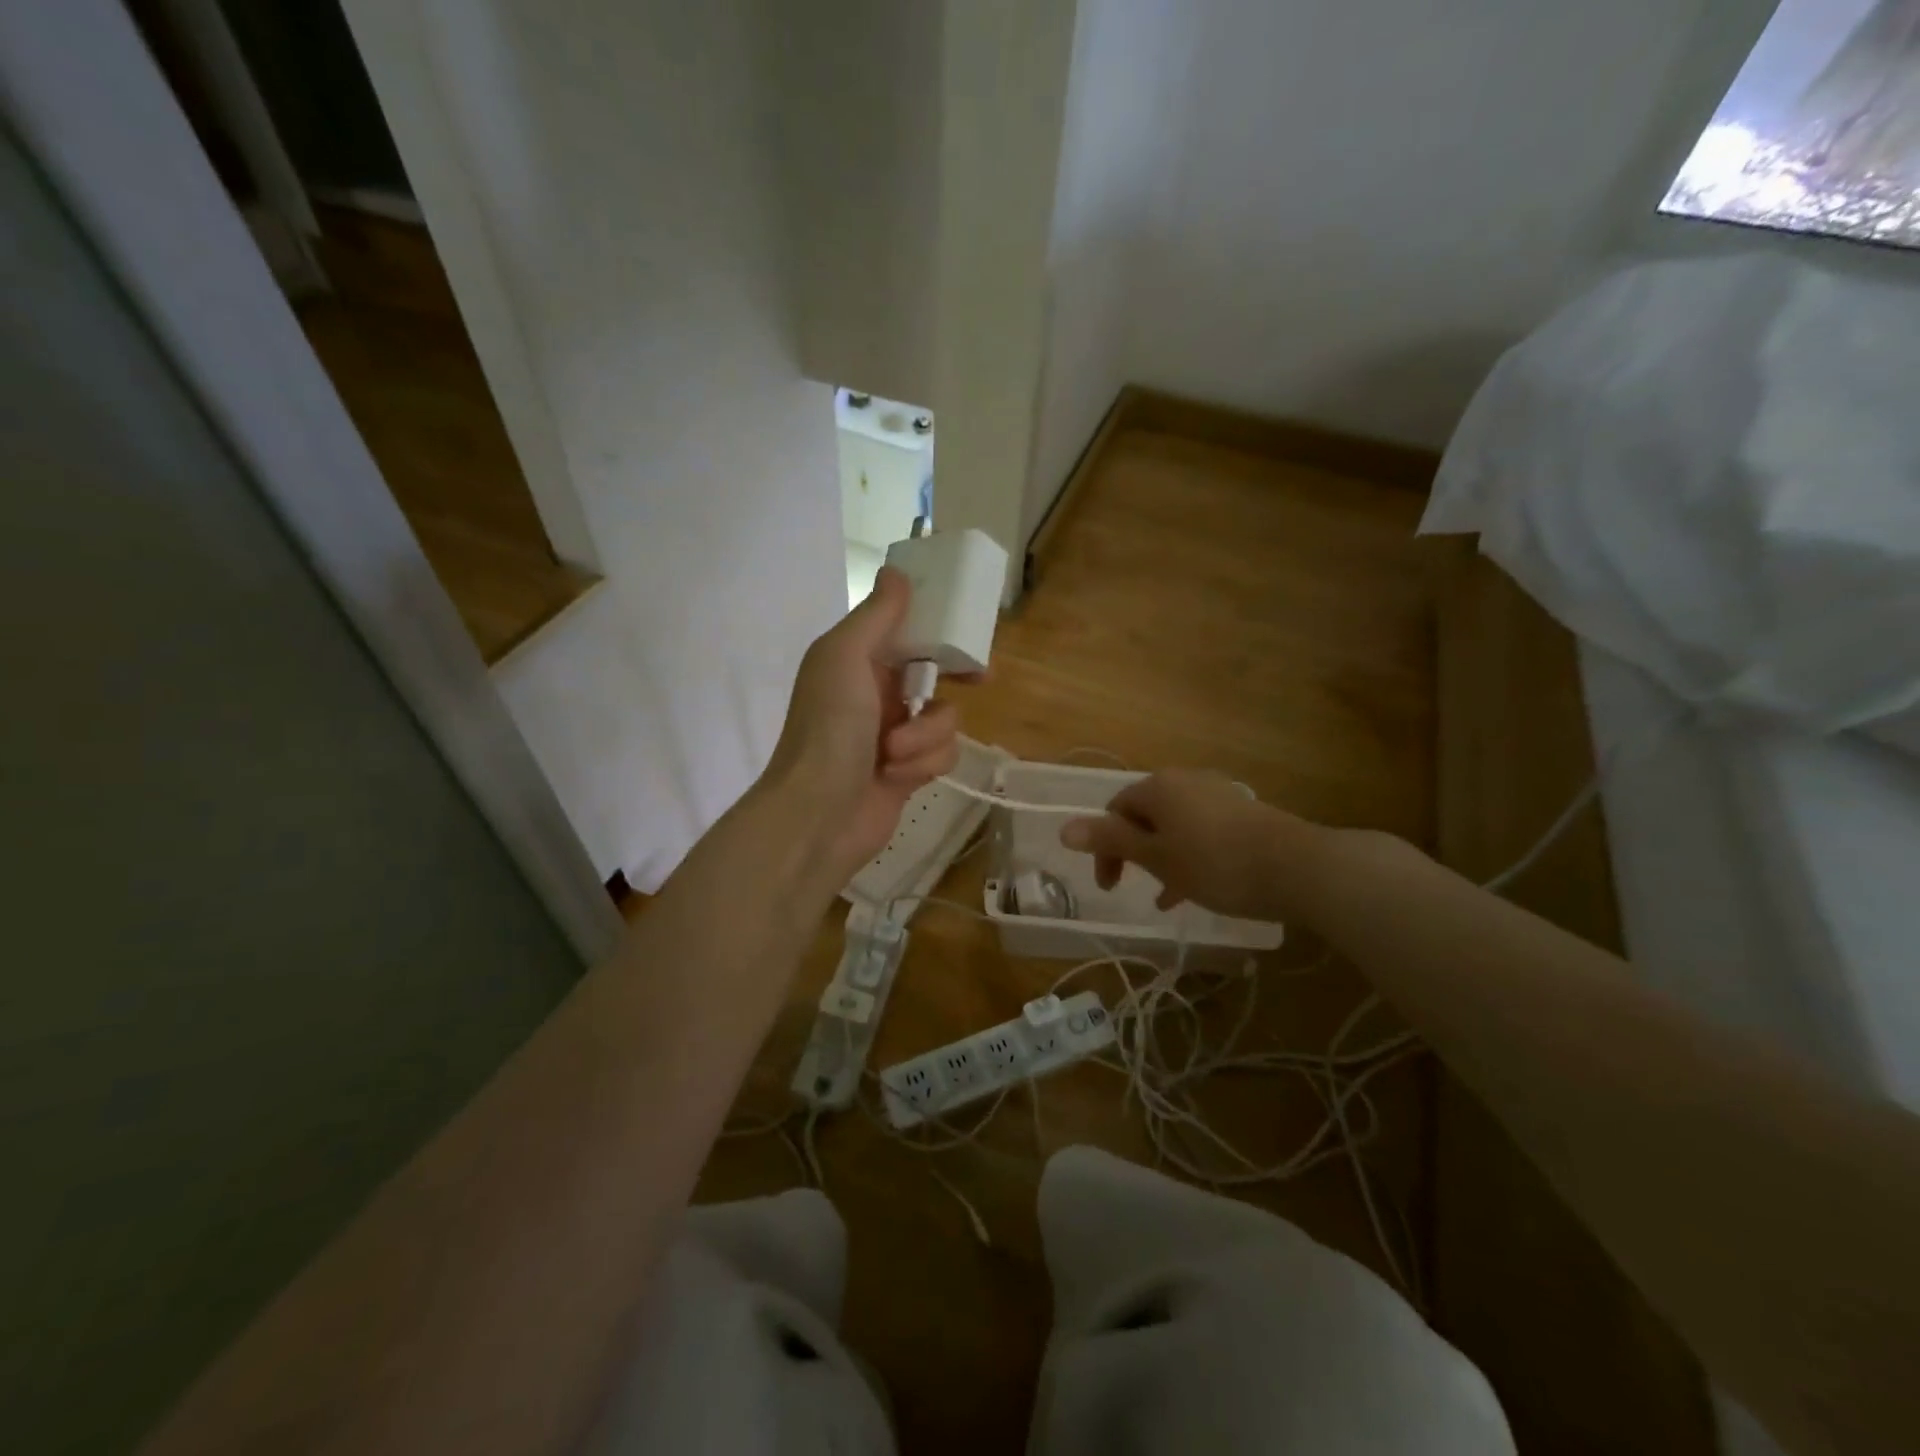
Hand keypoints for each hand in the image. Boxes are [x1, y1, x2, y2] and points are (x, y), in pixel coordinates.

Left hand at [764, 567, 961, 880]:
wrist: (816, 816)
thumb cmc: (828, 729)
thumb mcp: (845, 657)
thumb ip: (876, 615)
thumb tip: (896, 570)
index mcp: (858, 661)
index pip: (908, 632)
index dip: (940, 628)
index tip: (968, 627)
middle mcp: (877, 694)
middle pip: (934, 674)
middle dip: (955, 679)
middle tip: (980, 680)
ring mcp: (894, 735)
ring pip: (944, 718)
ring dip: (925, 736)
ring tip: (893, 753)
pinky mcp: (909, 772)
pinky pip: (942, 755)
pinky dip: (924, 764)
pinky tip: (897, 777)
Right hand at [1059, 768, 1309, 921]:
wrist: (1298, 868)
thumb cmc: (1215, 863)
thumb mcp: (1156, 857)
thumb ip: (1110, 841)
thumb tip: (1063, 828)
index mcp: (1158, 787)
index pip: (1115, 811)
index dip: (1104, 848)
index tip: (1109, 887)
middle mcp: (1186, 782)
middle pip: (1145, 816)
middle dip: (1134, 853)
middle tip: (1132, 887)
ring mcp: (1218, 795)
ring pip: (1175, 828)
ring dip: (1163, 859)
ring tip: (1166, 897)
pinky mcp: (1243, 813)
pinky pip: (1202, 833)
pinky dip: (1191, 857)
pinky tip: (1197, 888)